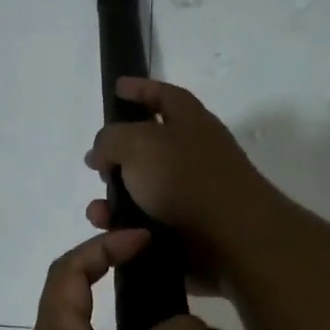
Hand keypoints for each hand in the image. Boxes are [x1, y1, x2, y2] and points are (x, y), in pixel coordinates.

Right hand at [84, 78, 277, 292]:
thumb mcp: (137, 144)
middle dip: (117, 156)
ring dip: (114, 200)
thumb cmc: (186, 180)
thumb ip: (110, 139)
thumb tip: (102, 153)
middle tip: (95, 165)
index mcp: (190, 122)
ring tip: (98, 213)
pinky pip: (147, 225)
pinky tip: (114, 234)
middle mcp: (194, 154)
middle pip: (148, 147)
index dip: (140, 88)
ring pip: (142, 191)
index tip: (116, 88)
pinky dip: (127, 228)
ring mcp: (193, 194)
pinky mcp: (188, 230)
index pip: (163, 95)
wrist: (233, 241)